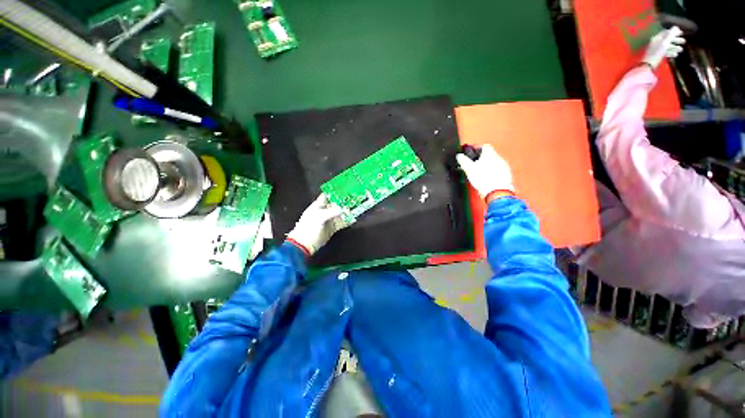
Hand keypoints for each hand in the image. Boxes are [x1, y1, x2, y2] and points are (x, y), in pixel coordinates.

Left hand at [286, 194, 350, 255]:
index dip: (335, 191)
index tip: (346, 188)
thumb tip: (342, 209)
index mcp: (318, 205)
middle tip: (354, 198)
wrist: (304, 244)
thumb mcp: (319, 217)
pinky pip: (342, 223)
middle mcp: (324, 211)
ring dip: (347, 211)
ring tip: (357, 207)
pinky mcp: (332, 228)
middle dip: (344, 201)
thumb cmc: (309, 228)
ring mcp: (329, 220)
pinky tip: (354, 219)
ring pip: (340, 213)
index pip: (328, 195)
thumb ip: (331, 212)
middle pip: (336, 204)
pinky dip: (347, 221)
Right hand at [456, 144, 513, 199]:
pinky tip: (485, 178)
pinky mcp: (506, 175)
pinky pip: (497, 171)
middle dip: (480, 158)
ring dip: (486, 165)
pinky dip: (491, 172)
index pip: (484, 146)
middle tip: (472, 163)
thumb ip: (463, 160)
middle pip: (489, 154)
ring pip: (493, 163)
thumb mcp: (469, 169)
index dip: (476, 148)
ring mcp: (503, 167)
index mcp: (490, 154)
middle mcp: (498, 158)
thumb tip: (459, 155)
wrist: (497, 192)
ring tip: (477, 172)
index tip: (470, 152)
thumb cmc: (483, 179)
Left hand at [642, 26, 684, 68]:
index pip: (666, 32)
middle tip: (684, 41)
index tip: (682, 33)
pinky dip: (670, 53)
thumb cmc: (657, 53)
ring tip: (681, 49)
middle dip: (676, 40)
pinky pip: (664, 53)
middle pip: (667, 39)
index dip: (674, 32)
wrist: (648, 65)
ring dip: (674, 47)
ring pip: (667, 46)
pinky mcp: (656, 56)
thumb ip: (671, 35)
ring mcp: (656, 49)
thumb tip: (676, 27)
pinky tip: (676, 55)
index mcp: (656, 38)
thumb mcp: (665, 43)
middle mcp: (655, 42)